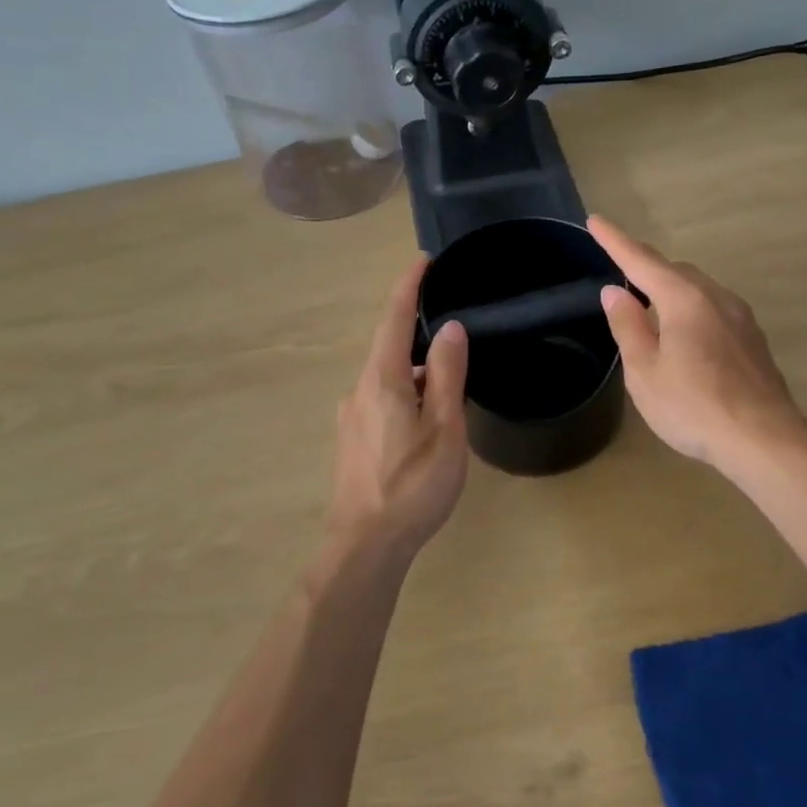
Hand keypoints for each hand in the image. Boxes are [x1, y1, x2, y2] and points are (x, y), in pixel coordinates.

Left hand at [328, 257, 470, 557]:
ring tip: (451, 381)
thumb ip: (447, 375)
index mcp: (382, 379)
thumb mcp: (444, 427)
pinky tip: (426, 417)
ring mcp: (352, 417)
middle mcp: (359, 389)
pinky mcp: (353, 440)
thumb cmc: (413, 485)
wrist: (366, 545)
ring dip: (416, 368)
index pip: (394, 318)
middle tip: (454, 327)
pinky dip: (406, 391)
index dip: (409, 286)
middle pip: (389, 346)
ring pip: (387, 376)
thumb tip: (450, 328)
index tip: (424, 261)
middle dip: (417, 329)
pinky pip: (382, 399)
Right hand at [588, 216, 806, 472]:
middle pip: (674, 271)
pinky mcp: (752, 339)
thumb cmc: (693, 406)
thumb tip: (615, 291)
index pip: (641, 261)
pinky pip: (714, 310)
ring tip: (650, 310)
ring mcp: (740, 317)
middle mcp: (716, 297)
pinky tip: (685, 338)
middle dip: (645, 268)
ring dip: (670, 291)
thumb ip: (628, 326)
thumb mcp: (645, 370)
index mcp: (684, 299)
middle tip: (622, 279)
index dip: (615, 241)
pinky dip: (691, 310)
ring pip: (698, 290)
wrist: (763, 438)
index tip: (595, 221)